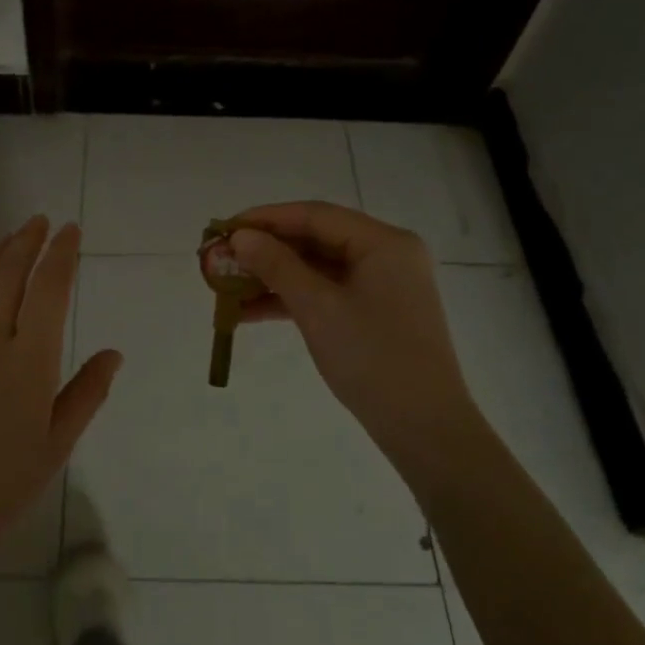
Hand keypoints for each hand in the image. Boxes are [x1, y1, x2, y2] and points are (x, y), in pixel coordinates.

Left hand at [0, 217, 122, 578]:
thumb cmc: (0, 488)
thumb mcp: (56, 446)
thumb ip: (87, 394)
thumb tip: (115, 353)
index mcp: (30, 363)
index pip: (49, 290)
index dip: (61, 255)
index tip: (70, 231)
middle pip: (8, 275)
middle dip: (27, 241)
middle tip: (40, 222)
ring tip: (8, 238)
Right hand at [228, 202, 471, 465]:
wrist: (423, 428)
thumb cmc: (373, 358)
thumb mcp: (318, 308)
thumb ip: (277, 266)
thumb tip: (240, 237)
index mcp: (384, 242)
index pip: (315, 215)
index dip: (266, 218)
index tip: (224, 228)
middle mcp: (386, 255)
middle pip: (316, 240)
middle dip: (266, 250)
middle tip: (221, 257)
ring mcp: (381, 285)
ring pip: (316, 269)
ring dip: (273, 277)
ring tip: (226, 286)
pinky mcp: (373, 312)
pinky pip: (325, 293)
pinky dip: (291, 299)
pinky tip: (249, 311)